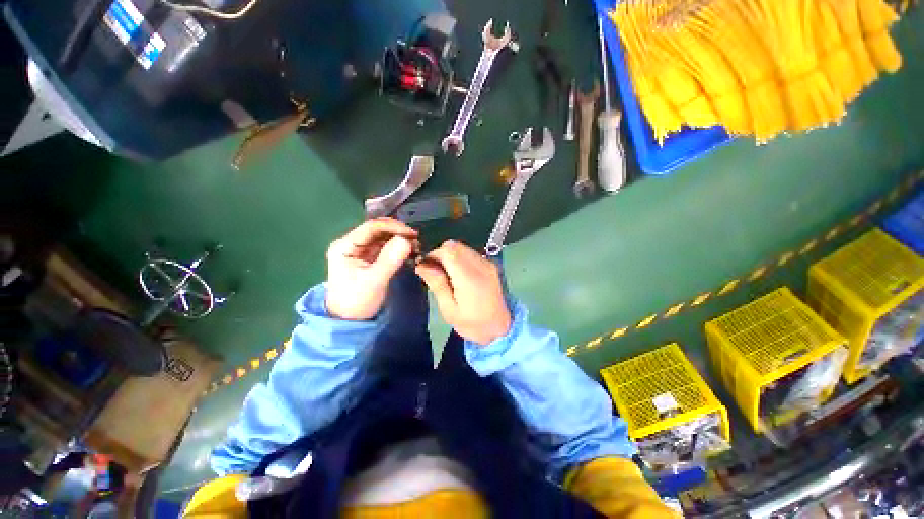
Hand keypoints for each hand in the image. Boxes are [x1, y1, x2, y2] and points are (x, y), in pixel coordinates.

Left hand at [325, 218, 417, 319]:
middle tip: (417, 241)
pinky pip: (387, 246)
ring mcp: (361, 250)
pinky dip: (399, 248)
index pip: (372, 227)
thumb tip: (407, 240)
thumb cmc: (357, 302)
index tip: (413, 234)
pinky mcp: (370, 257)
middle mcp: (352, 243)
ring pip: (384, 237)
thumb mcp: (374, 281)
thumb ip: (390, 259)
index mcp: (345, 246)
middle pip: (378, 229)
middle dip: (399, 233)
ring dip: (401, 240)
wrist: (349, 321)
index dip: (394, 227)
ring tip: (416, 248)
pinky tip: (410, 252)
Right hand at [414, 240, 511, 345]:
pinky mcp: (491, 264)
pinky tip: (458, 274)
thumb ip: (437, 284)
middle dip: (440, 254)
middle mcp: (480, 265)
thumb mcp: (449, 310)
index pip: (448, 251)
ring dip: (450, 255)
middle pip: (454, 246)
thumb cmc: (473, 324)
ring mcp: (488, 263)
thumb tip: (422, 265)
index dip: (433, 255)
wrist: (501, 328)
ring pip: (462, 247)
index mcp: (469, 277)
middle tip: (435, 271)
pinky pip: (470, 253)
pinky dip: (460, 258)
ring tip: (447, 274)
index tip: (426, 267)